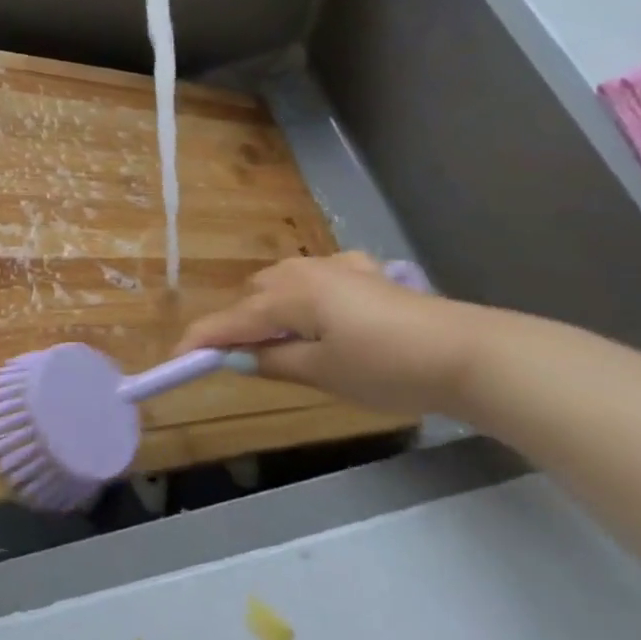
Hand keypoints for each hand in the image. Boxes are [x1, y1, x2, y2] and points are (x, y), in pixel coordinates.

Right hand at [177, 251, 476, 417]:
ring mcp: (336, 266)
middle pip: (254, 297)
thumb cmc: (386, 367)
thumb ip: (272, 362)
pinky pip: (317, 279)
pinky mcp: (364, 272)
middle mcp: (303, 270)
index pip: (230, 320)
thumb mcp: (323, 373)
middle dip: (242, 326)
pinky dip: (308, 298)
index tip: (177, 361)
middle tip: (245, 363)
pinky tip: (330, 317)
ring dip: (274, 311)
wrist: (464, 351)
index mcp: (288, 295)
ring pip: (284, 284)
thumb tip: (235, 357)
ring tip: (286, 345)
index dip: (201, 341)